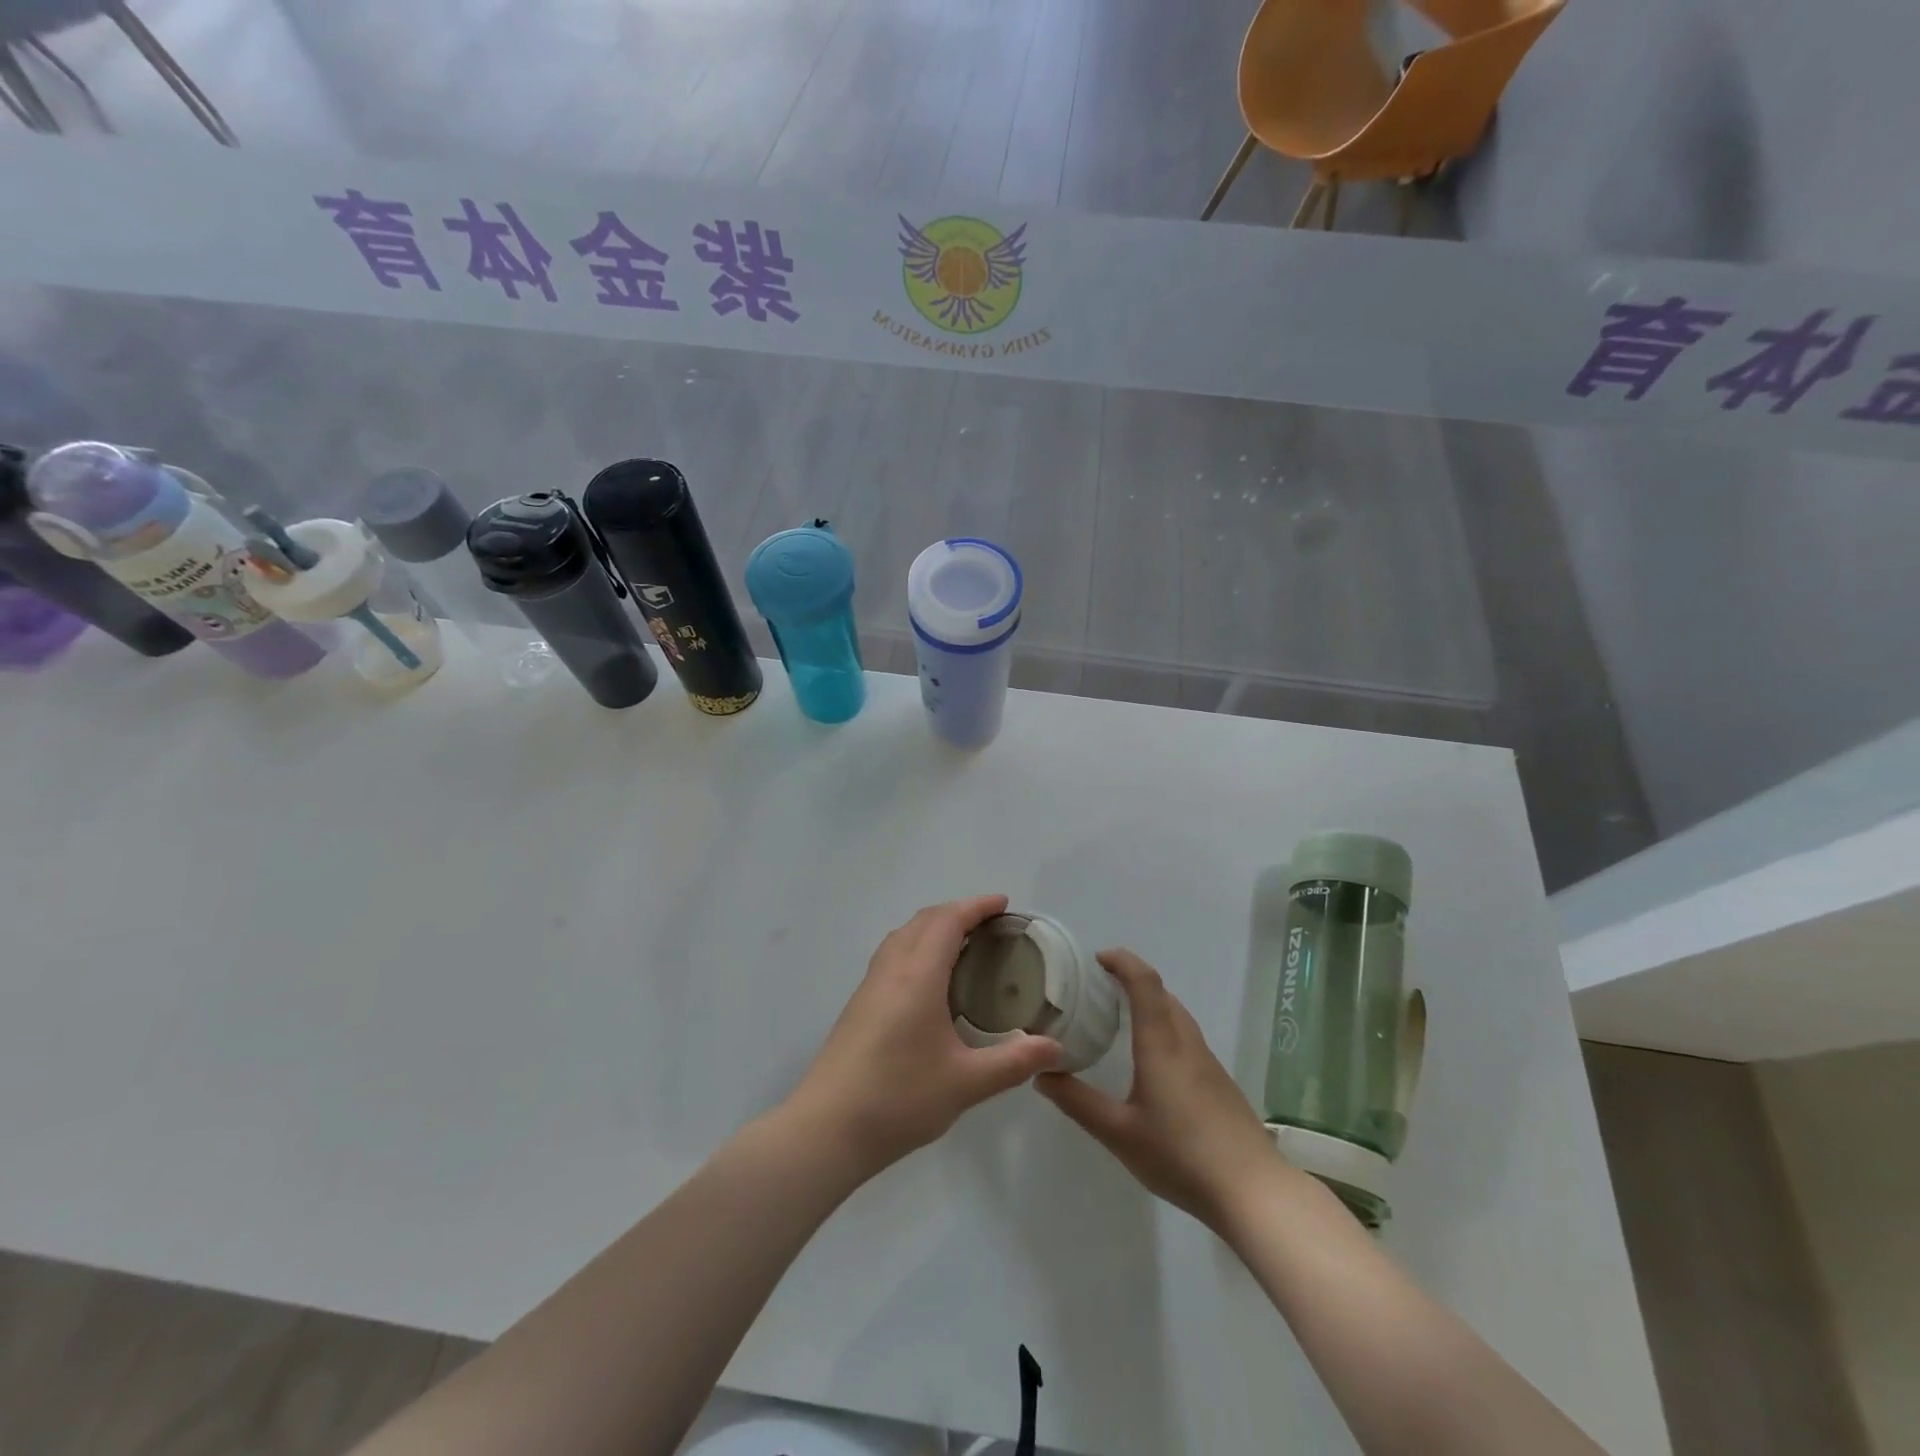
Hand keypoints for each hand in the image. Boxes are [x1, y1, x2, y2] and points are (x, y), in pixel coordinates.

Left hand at [786, 896, 1065, 1174]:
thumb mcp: (965, 1083)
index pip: (948, 921)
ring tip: (963, 945)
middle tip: (991, 925)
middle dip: (958, 912)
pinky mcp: (859, 1005)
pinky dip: (917, 946)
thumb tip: (1056, 1048)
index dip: (976, 906)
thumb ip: (1013, 1062)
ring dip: (933, 927)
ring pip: (903, 936)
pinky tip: (929, 981)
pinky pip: (892, 955)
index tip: (1004, 904)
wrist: (826, 1128)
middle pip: (924, 920)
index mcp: (917, 976)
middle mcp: (891, 970)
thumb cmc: (898, 1099)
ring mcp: (869, 986)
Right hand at [1038, 949, 1279, 1231]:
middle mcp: (1186, 1043)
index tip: (1097, 958)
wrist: (1253, 1192)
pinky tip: (1152, 1060)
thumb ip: (1079, 1102)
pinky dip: (1164, 1027)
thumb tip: (1042, 1075)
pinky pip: (1186, 1037)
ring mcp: (1208, 1063)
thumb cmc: (1181, 1156)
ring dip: (1151, 1003)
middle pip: (1162, 994)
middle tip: (1099, 989)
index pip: (1144, 982)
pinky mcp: (1220, 1083)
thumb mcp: (1119, 1133)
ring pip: (1177, 1015)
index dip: (1122, 961)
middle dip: (1132, 980)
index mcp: (1161, 1043)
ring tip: (1121, 1019)